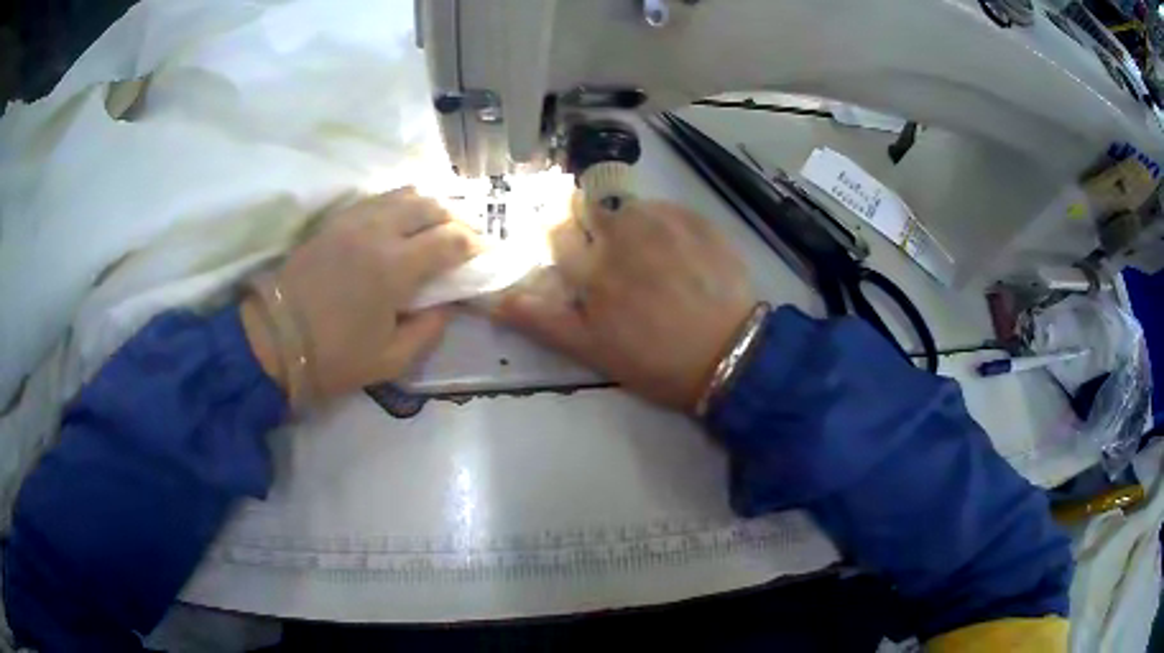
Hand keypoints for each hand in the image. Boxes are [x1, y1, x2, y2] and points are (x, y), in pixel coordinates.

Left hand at [242, 188, 481, 403]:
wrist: (272, 340)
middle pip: (431, 205)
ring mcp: (353, 220)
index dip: (475, 245)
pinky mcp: (334, 220)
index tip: (484, 256)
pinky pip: (377, 198)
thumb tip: (446, 304)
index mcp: (395, 268)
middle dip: (456, 219)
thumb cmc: (333, 357)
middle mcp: (378, 231)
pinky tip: (400, 223)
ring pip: (404, 193)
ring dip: (428, 206)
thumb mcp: (390, 360)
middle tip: (463, 240)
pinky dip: (399, 204)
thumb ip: (429, 329)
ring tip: (434, 227)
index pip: (451, 240)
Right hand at [492, 200, 756, 411]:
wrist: (732, 357)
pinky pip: (668, 209)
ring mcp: (666, 221)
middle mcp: (624, 230)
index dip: (560, 237)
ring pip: (631, 204)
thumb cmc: (656, 361)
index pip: (557, 228)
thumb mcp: (592, 350)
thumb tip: (491, 299)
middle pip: (593, 205)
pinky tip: (680, 254)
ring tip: (650, 258)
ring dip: (630, 222)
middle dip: (593, 222)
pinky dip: (665, 224)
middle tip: (614, 256)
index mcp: (593, 263)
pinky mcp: (700, 221)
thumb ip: (541, 320)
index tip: (569, 250)